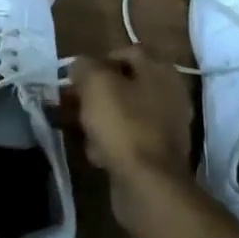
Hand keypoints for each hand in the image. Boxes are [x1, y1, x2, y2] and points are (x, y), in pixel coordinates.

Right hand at [69, 49, 192, 232]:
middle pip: (124, 84)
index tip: (76, 77)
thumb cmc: (123, 124)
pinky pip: (128, 139)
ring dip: (98, 117)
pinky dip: (110, 142)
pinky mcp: (158, 154)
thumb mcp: (96, 83)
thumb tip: (80, 67)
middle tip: (69, 102)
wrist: (148, 185)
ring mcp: (167, 126)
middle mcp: (169, 94)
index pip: (126, 52)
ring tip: (75, 127)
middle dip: (93, 92)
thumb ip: (84, 66)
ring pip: (123, 112)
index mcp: (160, 70)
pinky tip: (94, 152)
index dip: (98, 61)